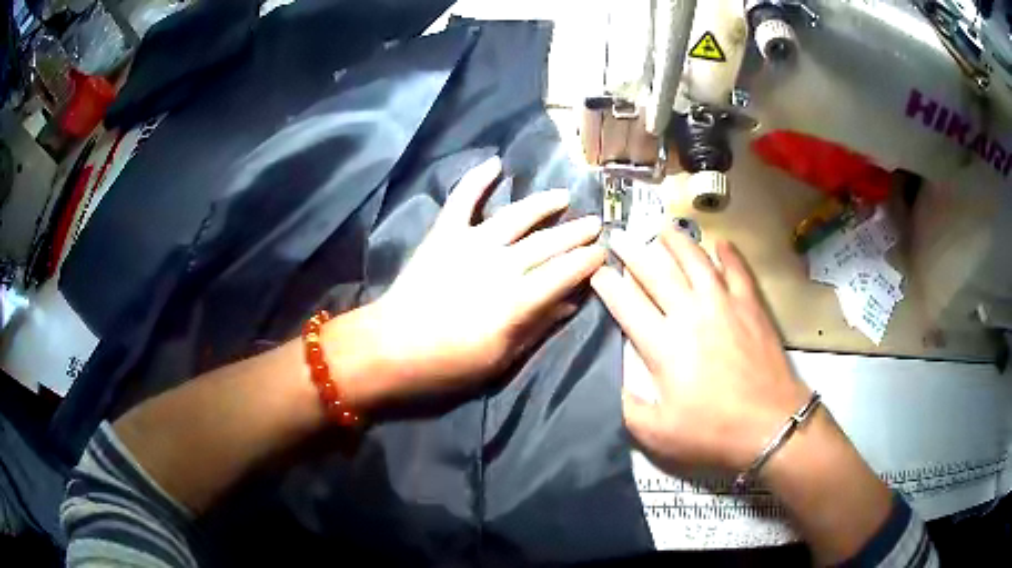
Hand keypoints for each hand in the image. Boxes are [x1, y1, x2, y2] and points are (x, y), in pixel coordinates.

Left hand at [329, 157, 604, 407]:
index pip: (565, 272)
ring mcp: (471, 244)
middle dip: (576, 232)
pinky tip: (495, 164)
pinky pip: (463, 201)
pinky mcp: (444, 235)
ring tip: (563, 196)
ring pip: (517, 216)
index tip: (603, 252)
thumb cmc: (448, 364)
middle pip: (548, 242)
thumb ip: (538, 325)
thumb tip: (571, 301)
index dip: (588, 261)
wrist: (391, 347)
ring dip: (543, 204)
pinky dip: (477, 180)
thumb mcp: (501, 358)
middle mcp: (501, 264)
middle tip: (595, 223)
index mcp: (518, 299)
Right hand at [590, 227, 810, 472]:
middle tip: (618, 237)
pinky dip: (728, 253)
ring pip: (695, 261)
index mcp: (663, 345)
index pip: (626, 304)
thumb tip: (609, 382)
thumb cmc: (713, 431)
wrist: (771, 424)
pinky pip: (737, 269)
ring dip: (676, 242)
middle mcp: (690, 314)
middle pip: (656, 272)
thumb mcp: (658, 434)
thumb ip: (627, 407)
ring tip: (663, 230)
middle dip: (631, 252)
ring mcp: (724, 304)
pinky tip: (721, 243)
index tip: (596, 271)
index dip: (607, 285)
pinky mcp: (750, 305)